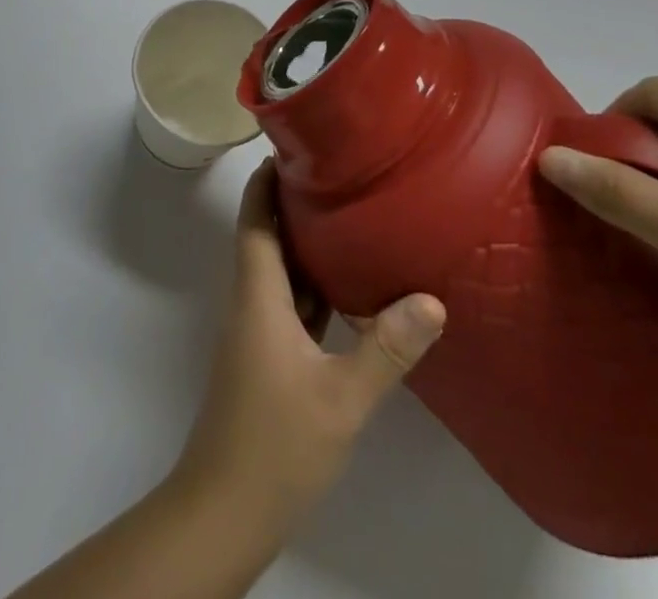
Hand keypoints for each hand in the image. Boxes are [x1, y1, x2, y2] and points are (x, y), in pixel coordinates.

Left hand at [174, 161, 445, 529]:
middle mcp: (254, 302)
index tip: (292, 146)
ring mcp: (261, 333)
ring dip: (306, 243)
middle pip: (268, 236)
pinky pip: (293, 304)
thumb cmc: (276, 443)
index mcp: (259, 294)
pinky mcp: (271, 359)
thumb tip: (431, 300)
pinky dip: (315, 286)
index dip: (266, 179)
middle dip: (294, 202)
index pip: (256, 218)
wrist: (226, 510)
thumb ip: (385, 349)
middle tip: (338, 172)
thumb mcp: (341, 397)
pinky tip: (350, 287)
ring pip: (282, 271)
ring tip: (350, 214)